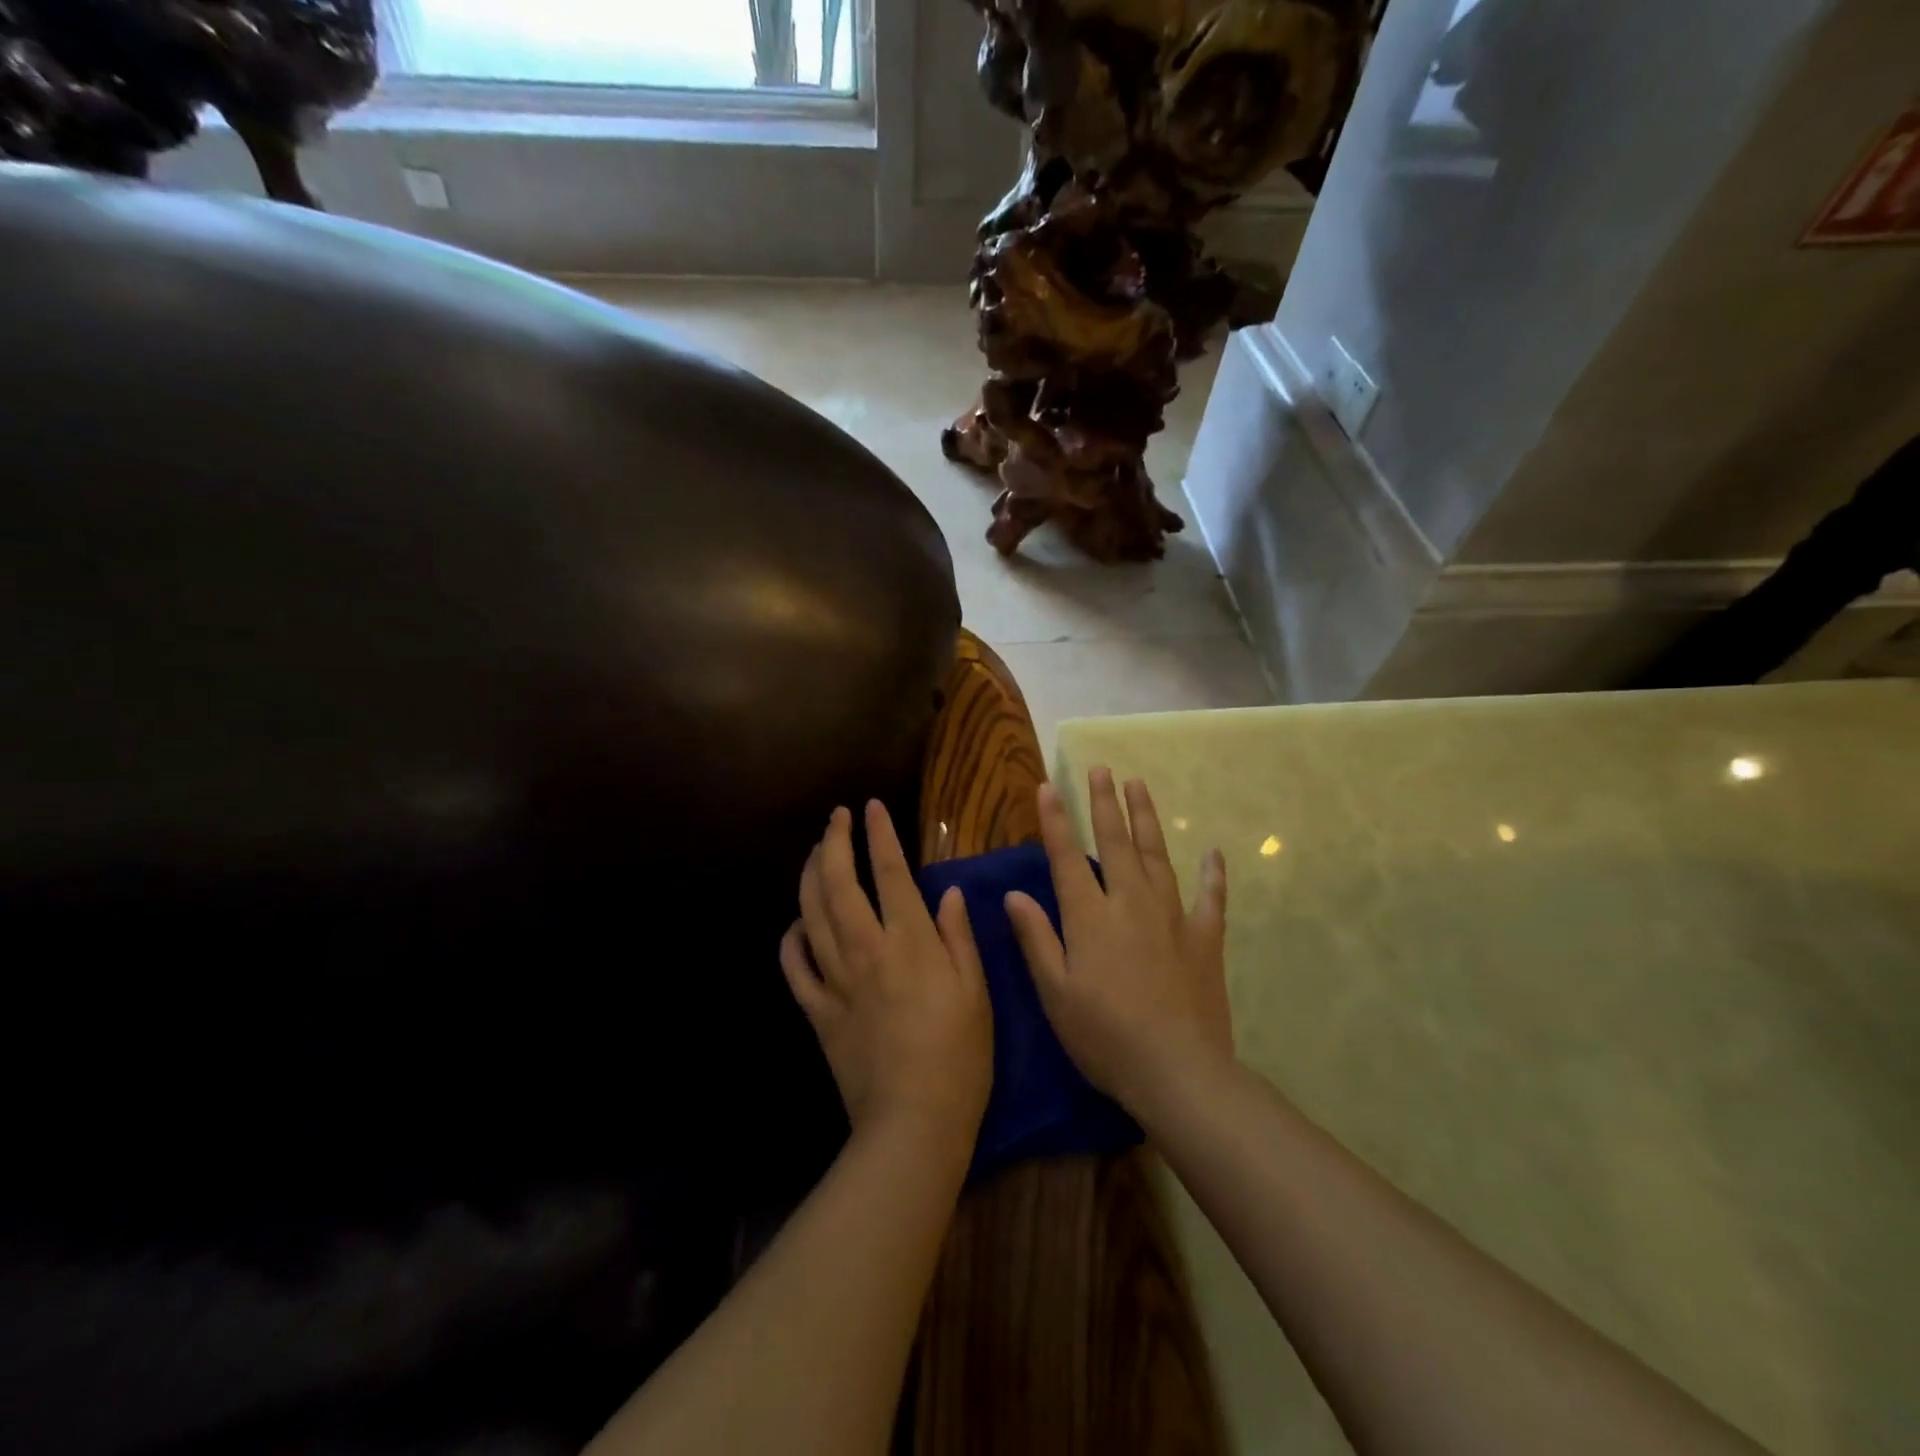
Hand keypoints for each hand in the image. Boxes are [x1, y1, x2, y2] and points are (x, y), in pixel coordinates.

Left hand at [780, 801, 993, 1142]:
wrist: (913, 1122)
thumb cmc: (959, 1057)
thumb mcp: (975, 992)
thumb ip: (959, 937)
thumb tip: (947, 892)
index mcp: (910, 944)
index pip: (890, 873)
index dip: (879, 836)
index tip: (872, 808)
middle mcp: (866, 951)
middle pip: (839, 884)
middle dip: (834, 843)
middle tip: (836, 818)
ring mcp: (836, 980)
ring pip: (811, 915)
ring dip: (810, 876)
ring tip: (816, 853)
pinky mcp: (818, 1011)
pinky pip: (794, 966)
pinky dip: (791, 939)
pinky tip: (797, 924)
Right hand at [1005, 769, 1231, 1110]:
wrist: (1177, 1070)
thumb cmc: (1104, 1035)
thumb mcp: (1056, 992)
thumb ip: (1036, 938)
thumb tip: (1016, 893)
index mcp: (1090, 917)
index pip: (1067, 857)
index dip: (1056, 820)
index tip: (1049, 786)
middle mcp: (1130, 903)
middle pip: (1116, 843)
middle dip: (1105, 803)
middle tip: (1102, 769)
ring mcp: (1172, 917)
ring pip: (1158, 856)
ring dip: (1147, 819)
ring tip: (1140, 786)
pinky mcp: (1205, 938)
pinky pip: (1210, 897)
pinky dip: (1213, 874)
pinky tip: (1214, 853)